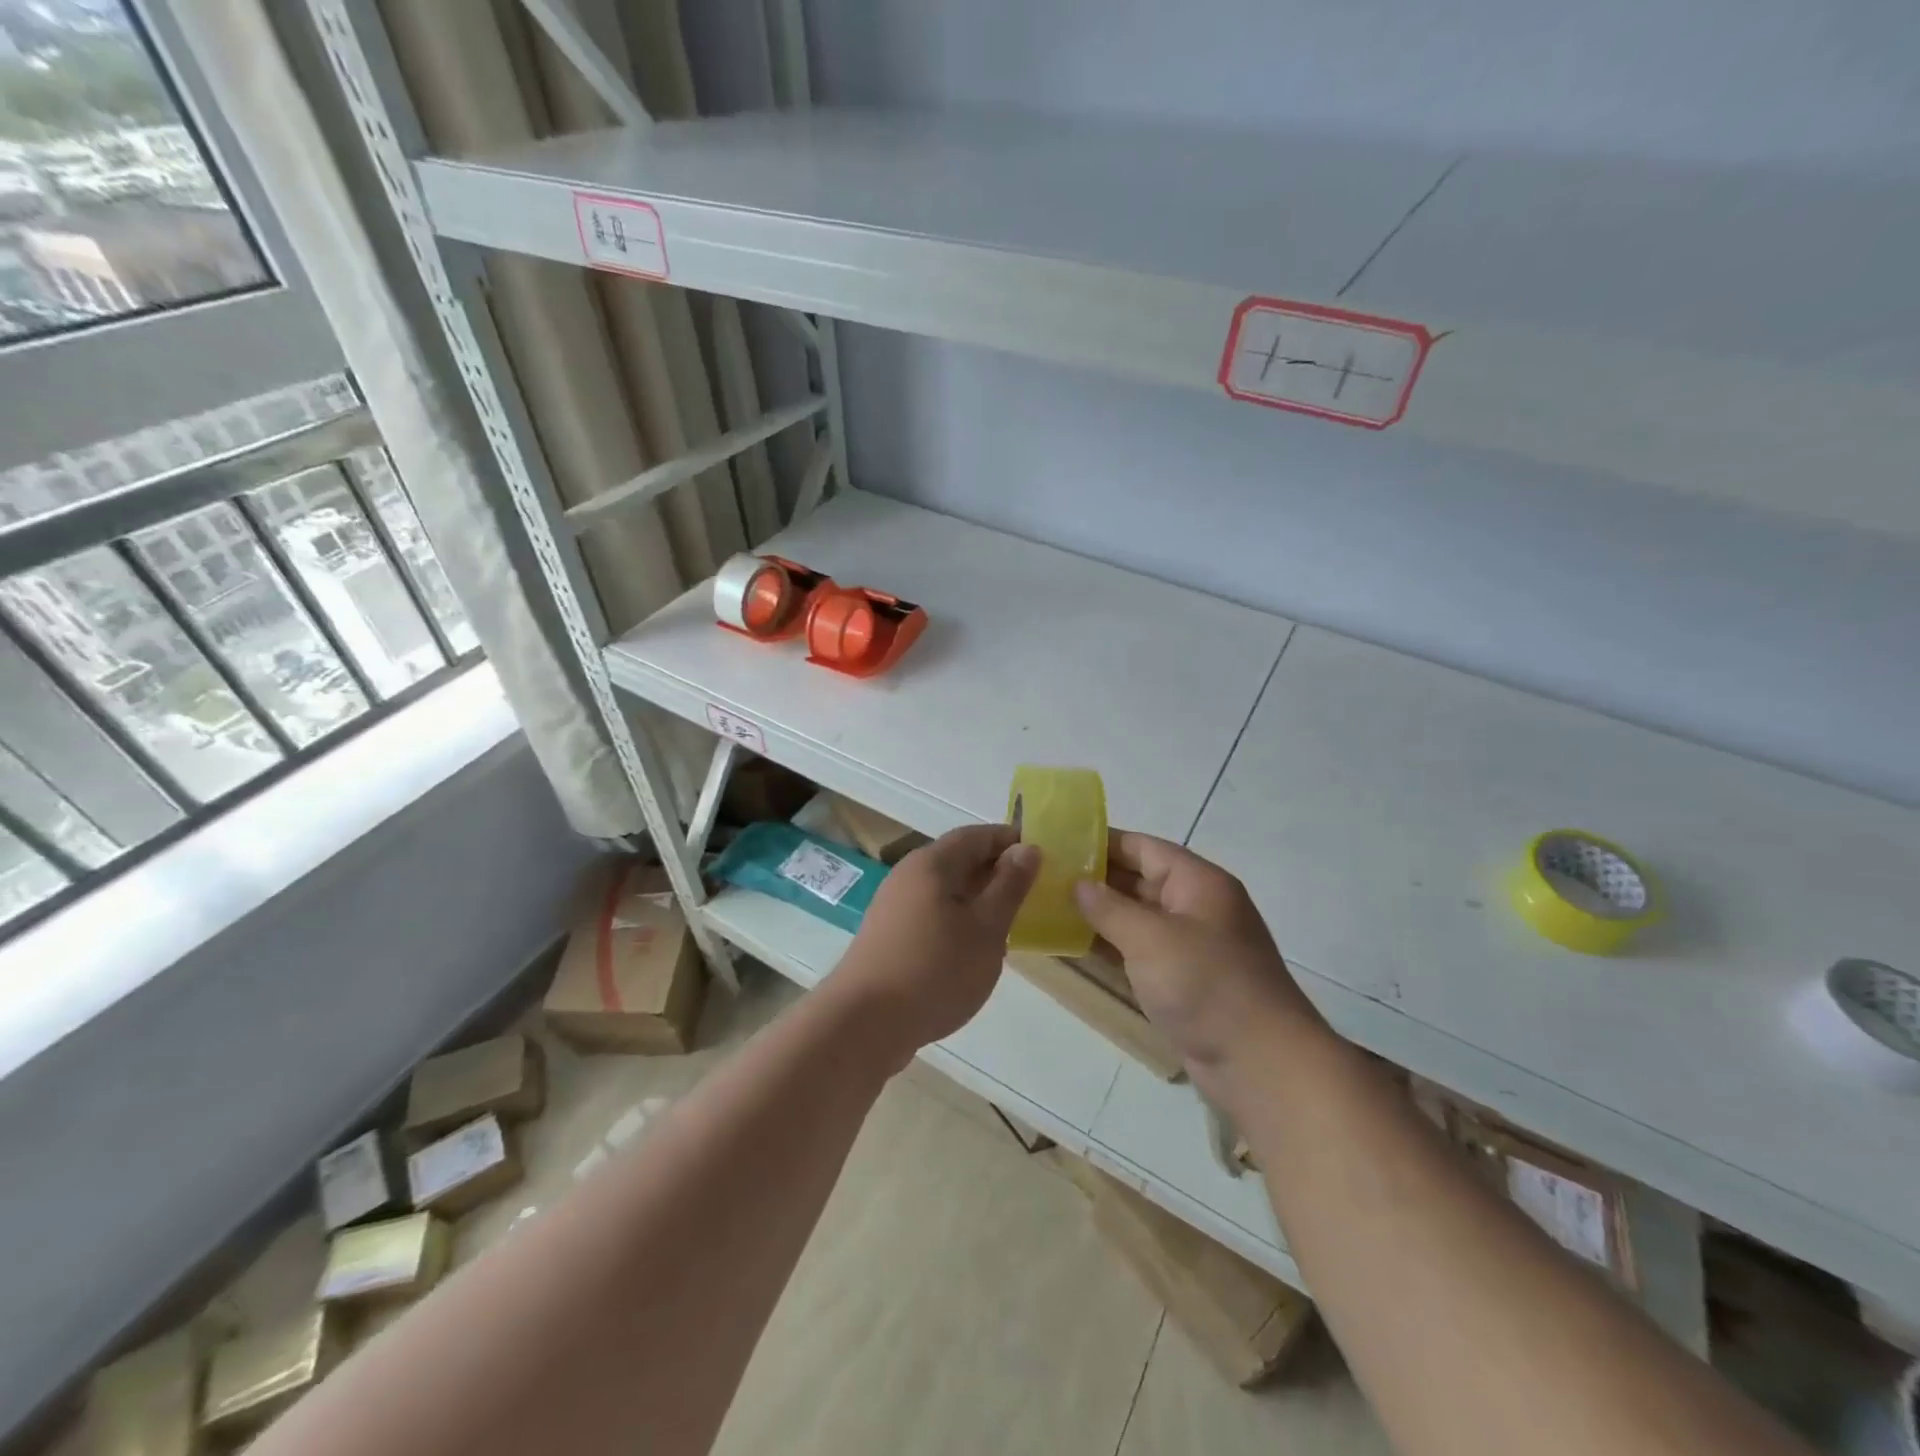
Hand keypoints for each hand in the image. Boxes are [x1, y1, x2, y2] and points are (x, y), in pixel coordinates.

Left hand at [834, 824, 1039, 1057]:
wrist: (865, 1024)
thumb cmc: (935, 970)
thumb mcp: (986, 928)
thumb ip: (1009, 886)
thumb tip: (1027, 848)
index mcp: (932, 863)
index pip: (977, 835)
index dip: (1010, 841)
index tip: (1042, 857)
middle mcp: (908, 875)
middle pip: (959, 860)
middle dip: (996, 871)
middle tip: (1033, 893)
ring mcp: (894, 906)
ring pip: (946, 890)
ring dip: (978, 899)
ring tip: (1009, 923)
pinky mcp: (889, 936)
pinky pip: (932, 913)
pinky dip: (958, 920)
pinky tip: (974, 949)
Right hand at [1074, 831, 1326, 1105]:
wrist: (1260, 1064)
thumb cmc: (1206, 985)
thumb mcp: (1151, 938)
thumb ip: (1109, 907)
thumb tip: (1077, 883)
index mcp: (1198, 882)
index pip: (1143, 847)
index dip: (1101, 842)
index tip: (1058, 843)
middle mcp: (1195, 907)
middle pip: (1138, 880)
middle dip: (1094, 879)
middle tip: (1044, 876)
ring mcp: (1190, 946)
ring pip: (1136, 918)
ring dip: (1098, 914)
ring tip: (1049, 907)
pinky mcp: (1183, 981)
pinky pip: (1140, 951)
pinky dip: (1110, 946)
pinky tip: (1074, 945)